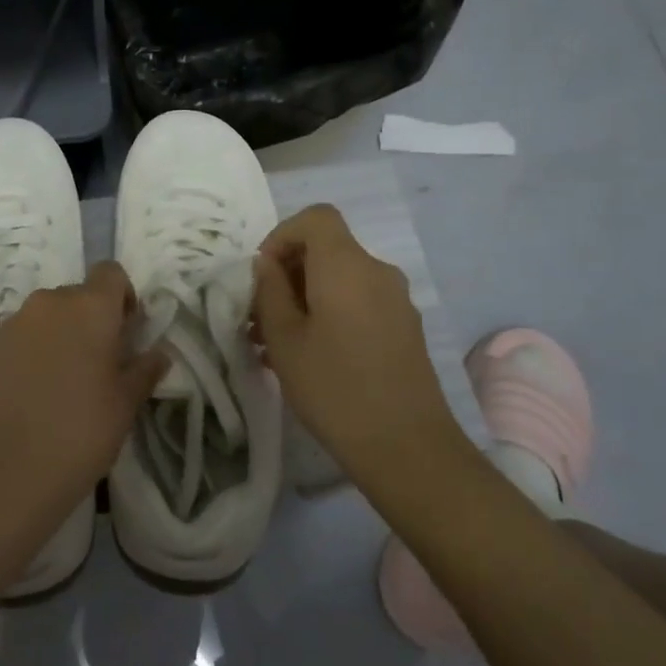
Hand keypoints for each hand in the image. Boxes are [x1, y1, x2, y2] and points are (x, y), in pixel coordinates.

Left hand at [0, 263, 167, 590]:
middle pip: (78, 294)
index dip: (123, 297)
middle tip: (101, 362)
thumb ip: (144, 369)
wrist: (6, 469)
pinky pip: (24, 336)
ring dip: (62, 334)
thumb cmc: (81, 430)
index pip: (111, 273)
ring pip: (49, 315)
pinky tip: (39, 392)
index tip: (127, 333)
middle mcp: (49, 302)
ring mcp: (15, 323)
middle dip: (93, 319)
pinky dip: (36, 351)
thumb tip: (159, 353)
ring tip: (68, 380)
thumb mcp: (125, 403)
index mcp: (89, 306)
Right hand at [252, 205, 469, 482]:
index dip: (283, 235)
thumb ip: (270, 291)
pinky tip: (310, 357)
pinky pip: (359, 302)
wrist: (406, 447)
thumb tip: (268, 265)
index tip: (262, 275)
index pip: (315, 218)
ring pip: (341, 280)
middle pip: (327, 250)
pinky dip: (330, 314)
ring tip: (276, 344)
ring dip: (305, 298)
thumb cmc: (334, 387)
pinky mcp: (404, 328)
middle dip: (288, 274)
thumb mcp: (285, 339)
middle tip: (259, 318)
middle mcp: (377, 271)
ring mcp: (396, 300)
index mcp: (346, 265)